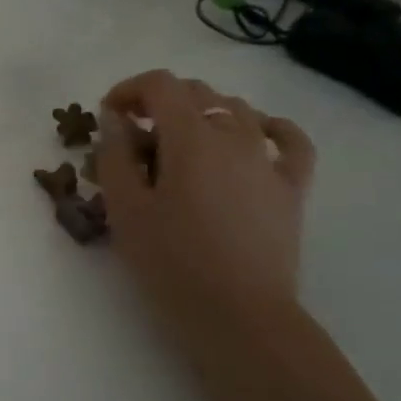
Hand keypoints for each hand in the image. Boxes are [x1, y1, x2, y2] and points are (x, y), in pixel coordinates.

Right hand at [93, 71, 315, 331]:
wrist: (239, 316)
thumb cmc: (172, 261)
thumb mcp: (125, 208)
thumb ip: (114, 156)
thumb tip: (115, 121)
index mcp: (191, 137)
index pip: (160, 85)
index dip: (128, 89)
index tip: (108, 115)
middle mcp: (235, 135)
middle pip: (197, 93)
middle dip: (159, 102)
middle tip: (134, 134)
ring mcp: (268, 160)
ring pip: (237, 110)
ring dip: (202, 112)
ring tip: (180, 142)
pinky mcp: (291, 188)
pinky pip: (290, 141)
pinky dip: (270, 127)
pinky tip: (256, 134)